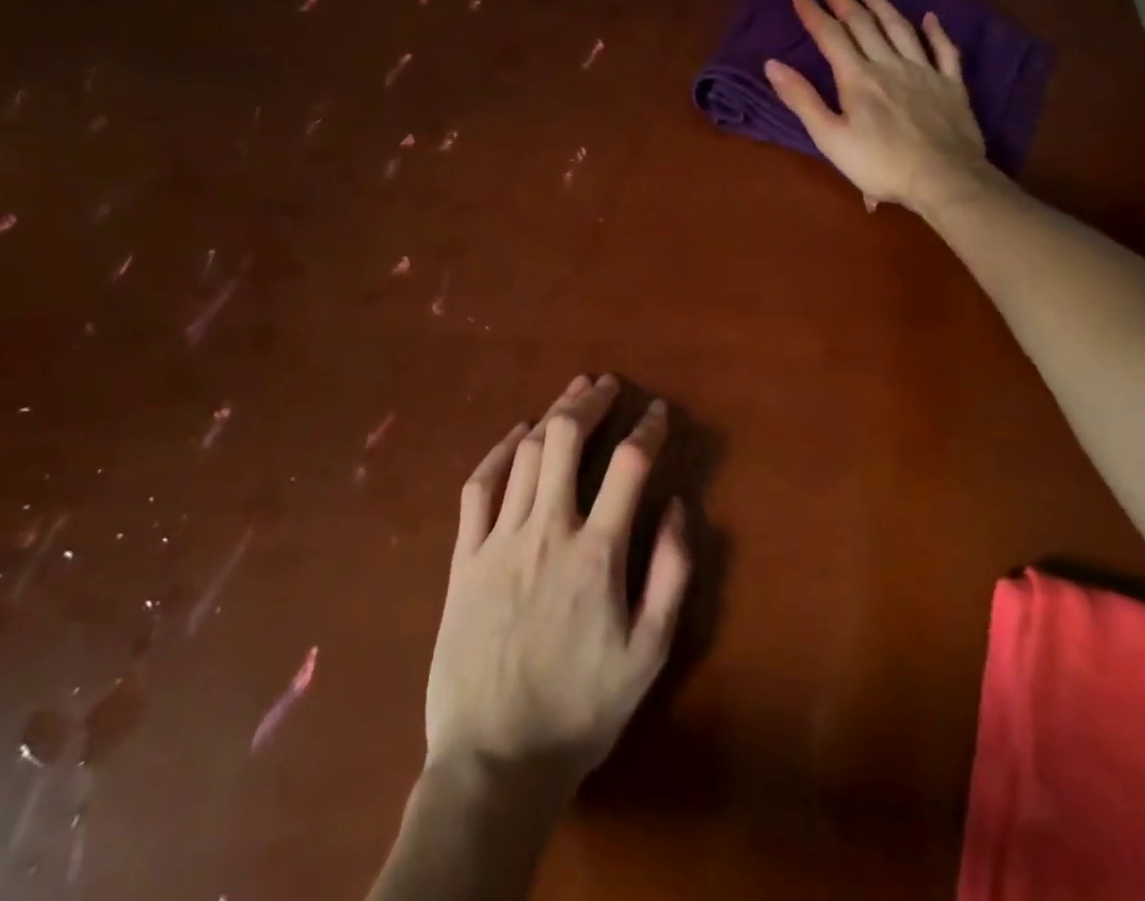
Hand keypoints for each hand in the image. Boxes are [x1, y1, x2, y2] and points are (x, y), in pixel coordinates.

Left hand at [425, 374, 689, 795]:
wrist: (495, 762)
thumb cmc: (580, 710)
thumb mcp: (648, 654)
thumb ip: (671, 574)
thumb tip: (680, 506)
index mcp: (597, 553)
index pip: (629, 465)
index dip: (647, 428)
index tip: (657, 412)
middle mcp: (547, 531)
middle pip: (566, 439)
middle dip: (590, 401)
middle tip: (606, 384)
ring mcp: (499, 540)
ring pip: (526, 454)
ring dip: (551, 414)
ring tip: (572, 393)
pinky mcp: (464, 557)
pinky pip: (479, 487)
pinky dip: (499, 451)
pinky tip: (516, 434)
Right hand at [765, 0, 996, 213]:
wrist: (943, 178)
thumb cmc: (880, 164)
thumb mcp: (830, 138)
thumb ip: (802, 100)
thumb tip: (773, 64)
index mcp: (857, 78)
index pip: (829, 35)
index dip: (812, 9)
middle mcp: (888, 64)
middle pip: (862, 23)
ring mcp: (923, 71)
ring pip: (899, 28)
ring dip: (881, 3)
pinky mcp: (950, 85)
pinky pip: (943, 50)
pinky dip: (935, 31)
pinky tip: (929, 17)